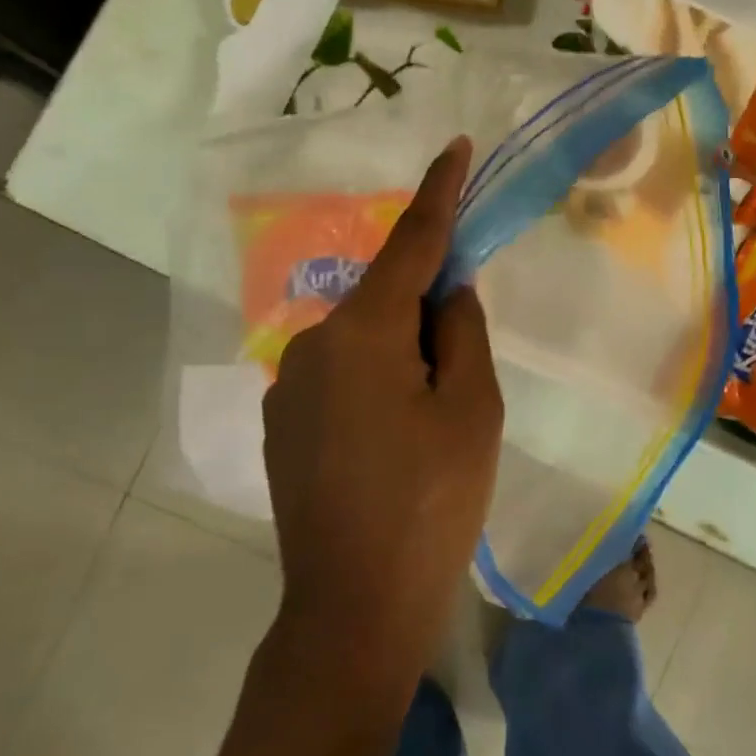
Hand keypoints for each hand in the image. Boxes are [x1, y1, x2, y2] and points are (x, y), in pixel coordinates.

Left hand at [262, 137, 503, 702]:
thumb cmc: (431, 503)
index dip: (439, 193)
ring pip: (366, 342)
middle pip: (387, 300)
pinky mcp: (283, 423)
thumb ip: (461, 330)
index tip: (454, 147)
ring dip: (404, 358)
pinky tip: (394, 448)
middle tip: (463, 382)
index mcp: (362, 332)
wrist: (354, 609)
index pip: (411, 243)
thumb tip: (445, 287)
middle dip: (430, 316)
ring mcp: (290, 385)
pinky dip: (378, 387)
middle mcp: (313, 343)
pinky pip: (343, 377)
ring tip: (430, 429)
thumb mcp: (472, 409)